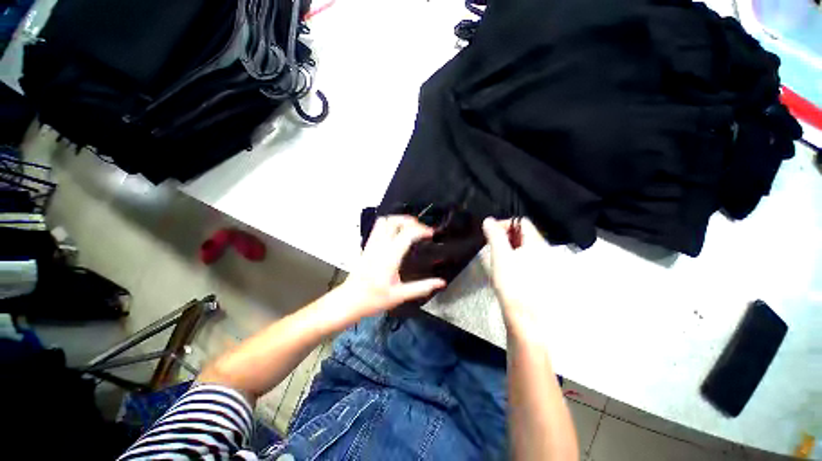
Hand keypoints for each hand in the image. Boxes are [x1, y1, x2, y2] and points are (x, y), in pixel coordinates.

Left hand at [337, 215, 446, 322]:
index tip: (431, 234)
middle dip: (410, 220)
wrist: (349, 301)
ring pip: (384, 221)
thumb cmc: (373, 299)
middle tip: (421, 229)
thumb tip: (441, 282)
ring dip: (399, 219)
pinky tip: (396, 232)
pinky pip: (377, 227)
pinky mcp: (367, 246)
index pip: (407, 233)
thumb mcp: (400, 295)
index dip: (422, 230)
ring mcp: (372, 244)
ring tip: (410, 227)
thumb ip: (422, 287)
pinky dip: (389, 224)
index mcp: (390, 257)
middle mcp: (380, 246)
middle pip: (394, 221)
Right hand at [482, 217, 552, 333]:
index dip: (504, 224)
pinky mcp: (540, 277)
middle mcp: (545, 251)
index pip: (522, 222)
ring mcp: (544, 265)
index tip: (490, 233)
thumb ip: (495, 236)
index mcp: (537, 243)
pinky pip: (526, 259)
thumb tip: (488, 220)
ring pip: (524, 247)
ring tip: (496, 258)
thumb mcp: (500, 256)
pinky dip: (514, 258)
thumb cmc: (513, 283)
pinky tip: (505, 269)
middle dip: (505, 237)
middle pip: (523, 234)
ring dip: (508, 248)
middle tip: (491, 246)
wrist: (526, 318)